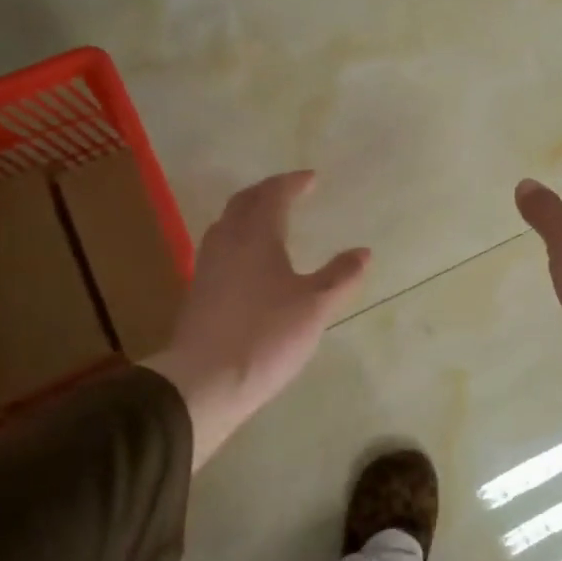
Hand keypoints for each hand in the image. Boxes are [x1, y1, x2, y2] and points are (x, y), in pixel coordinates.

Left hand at [147, 172, 369, 468]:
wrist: (204, 382)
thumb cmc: (267, 336)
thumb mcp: (315, 307)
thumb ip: (340, 276)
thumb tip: (363, 252)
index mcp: (256, 237)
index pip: (273, 196)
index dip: (292, 183)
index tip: (311, 178)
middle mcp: (227, 243)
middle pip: (243, 203)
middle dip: (267, 191)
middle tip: (288, 191)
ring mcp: (207, 267)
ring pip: (226, 225)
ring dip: (248, 213)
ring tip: (268, 219)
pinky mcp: (198, 293)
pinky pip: (220, 248)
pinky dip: (238, 239)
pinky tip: (248, 261)